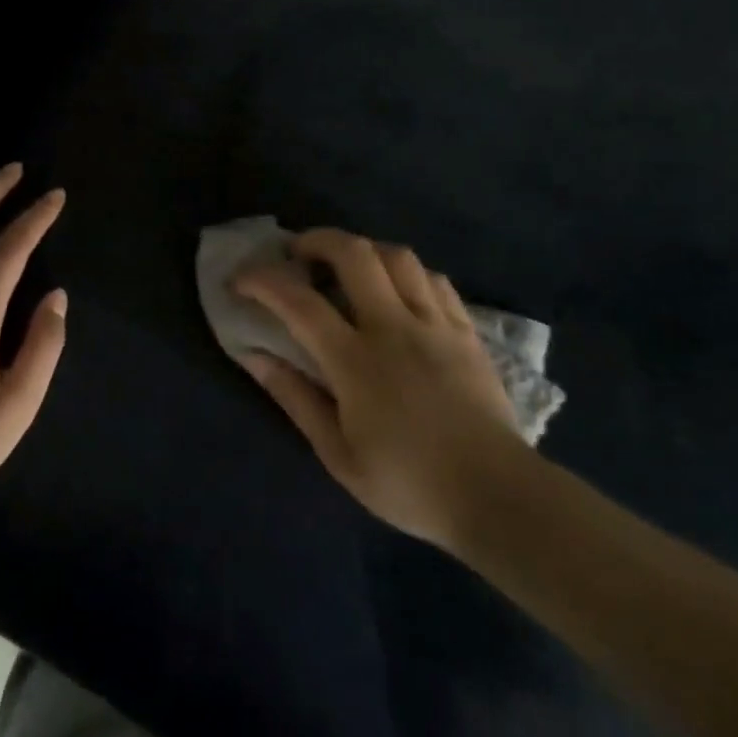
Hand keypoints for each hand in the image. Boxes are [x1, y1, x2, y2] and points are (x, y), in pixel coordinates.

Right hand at [233, 229, 528, 548]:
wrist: (497, 496)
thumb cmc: (409, 484)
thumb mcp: (338, 455)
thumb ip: (295, 398)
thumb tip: (254, 356)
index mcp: (356, 361)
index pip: (298, 302)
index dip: (262, 281)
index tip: (240, 279)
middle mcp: (394, 328)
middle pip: (354, 253)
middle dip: (316, 240)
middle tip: (298, 255)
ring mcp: (435, 324)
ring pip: (397, 256)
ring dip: (363, 251)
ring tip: (347, 269)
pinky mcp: (466, 330)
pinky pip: (433, 279)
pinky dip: (405, 272)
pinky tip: (397, 291)